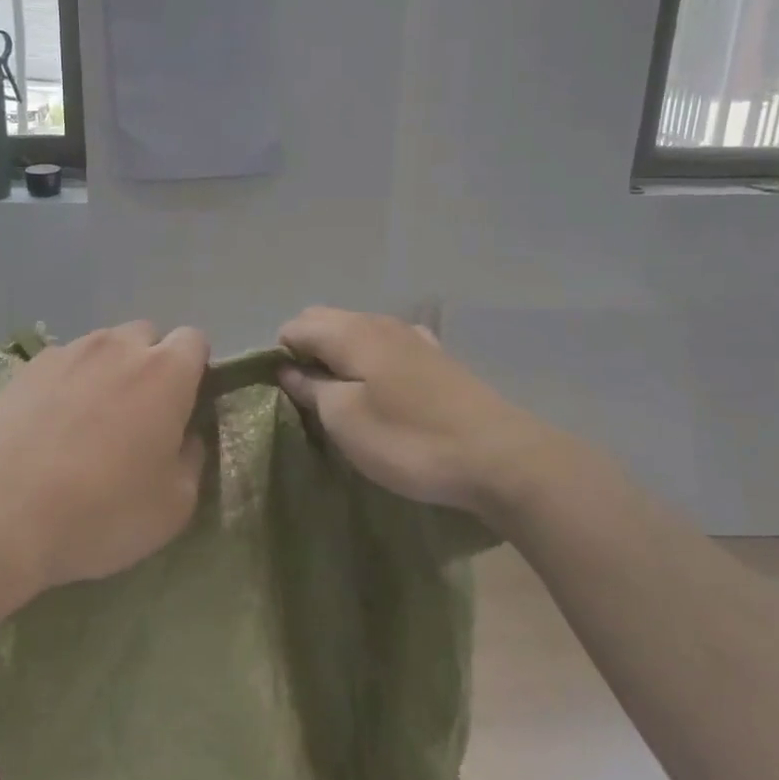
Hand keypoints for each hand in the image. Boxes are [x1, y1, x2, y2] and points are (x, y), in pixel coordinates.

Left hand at [0, 321, 209, 593]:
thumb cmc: (100, 511)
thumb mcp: (173, 505)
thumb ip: (191, 459)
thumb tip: (184, 437)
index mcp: (165, 372)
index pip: (194, 341)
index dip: (194, 371)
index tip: (183, 409)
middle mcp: (118, 347)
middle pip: (147, 337)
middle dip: (150, 366)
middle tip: (138, 418)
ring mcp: (66, 353)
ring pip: (102, 349)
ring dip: (108, 374)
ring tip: (89, 426)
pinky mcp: (24, 369)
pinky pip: (62, 366)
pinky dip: (66, 386)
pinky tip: (50, 430)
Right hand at [278, 307, 552, 516]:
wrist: (498, 457)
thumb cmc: (409, 440)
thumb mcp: (345, 420)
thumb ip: (310, 388)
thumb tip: (287, 367)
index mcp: (351, 332)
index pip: (295, 326)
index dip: (280, 356)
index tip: (285, 396)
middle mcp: (380, 322)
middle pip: (325, 322)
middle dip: (307, 352)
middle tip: (309, 400)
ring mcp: (413, 337)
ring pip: (357, 333)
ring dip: (339, 357)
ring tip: (342, 400)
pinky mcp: (437, 358)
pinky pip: (387, 347)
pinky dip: (371, 361)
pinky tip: (383, 390)